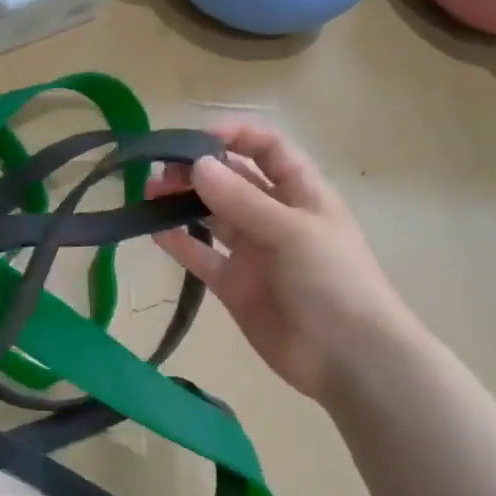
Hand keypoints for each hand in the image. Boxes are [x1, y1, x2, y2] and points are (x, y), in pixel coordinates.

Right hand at [150, 123, 417, 401]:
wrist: (347, 358)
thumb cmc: (333, 282)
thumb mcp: (291, 232)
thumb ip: (241, 199)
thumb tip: (195, 164)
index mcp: (301, 194)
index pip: (268, 150)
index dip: (235, 137)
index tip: (194, 138)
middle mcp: (274, 217)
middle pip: (232, 181)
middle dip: (197, 170)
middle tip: (159, 171)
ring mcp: (253, 252)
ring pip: (211, 217)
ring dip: (182, 203)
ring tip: (148, 195)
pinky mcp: (233, 285)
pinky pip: (201, 256)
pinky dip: (179, 242)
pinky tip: (153, 231)